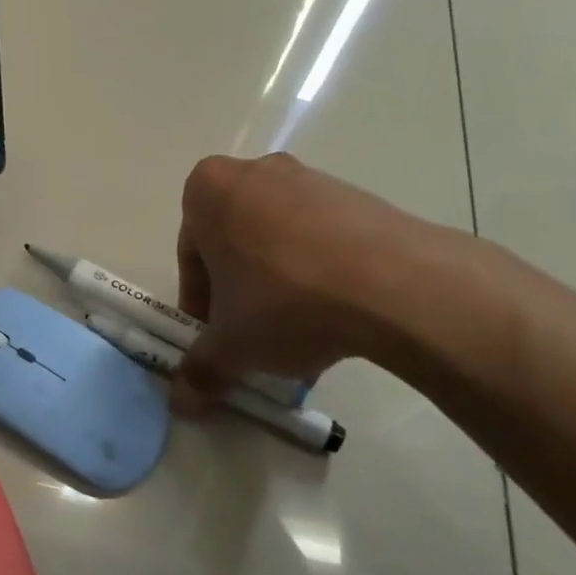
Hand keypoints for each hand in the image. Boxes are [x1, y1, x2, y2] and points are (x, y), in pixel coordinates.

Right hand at [171, 153, 432, 411]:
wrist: (393, 283)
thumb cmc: (285, 300)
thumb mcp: (232, 345)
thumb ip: (200, 369)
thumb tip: (182, 401)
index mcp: (209, 191)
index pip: (191, 255)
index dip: (200, 304)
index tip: (216, 337)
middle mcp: (255, 173)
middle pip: (235, 243)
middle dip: (240, 291)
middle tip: (253, 335)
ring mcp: (311, 179)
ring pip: (278, 241)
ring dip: (279, 283)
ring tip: (300, 333)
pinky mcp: (358, 196)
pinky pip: (322, 238)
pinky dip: (320, 272)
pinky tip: (336, 314)